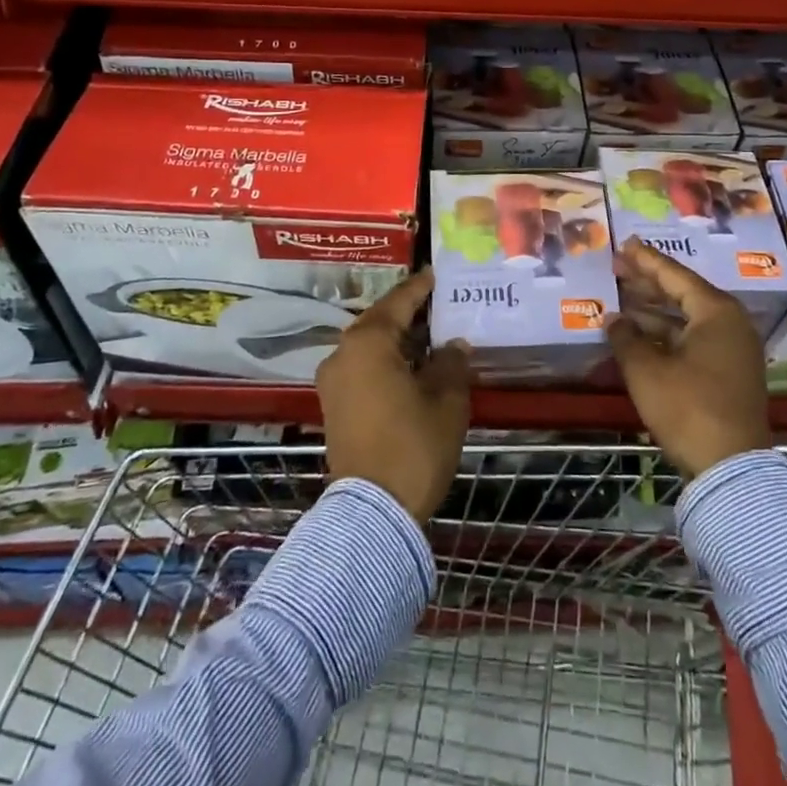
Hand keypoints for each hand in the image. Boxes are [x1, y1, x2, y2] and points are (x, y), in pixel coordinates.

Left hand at [315, 268, 469, 521]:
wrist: (372, 512)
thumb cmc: (413, 446)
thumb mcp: (446, 401)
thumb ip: (451, 363)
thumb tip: (453, 345)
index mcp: (368, 342)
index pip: (399, 301)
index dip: (421, 287)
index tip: (438, 274)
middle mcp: (342, 353)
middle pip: (379, 321)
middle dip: (409, 314)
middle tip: (440, 306)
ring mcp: (333, 382)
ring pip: (369, 346)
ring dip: (397, 341)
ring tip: (431, 337)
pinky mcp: (333, 407)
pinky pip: (362, 368)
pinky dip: (385, 362)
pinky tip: (412, 369)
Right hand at [605, 237, 771, 480]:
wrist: (731, 468)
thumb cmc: (688, 407)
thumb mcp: (646, 370)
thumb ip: (626, 337)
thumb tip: (613, 319)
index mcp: (716, 312)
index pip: (674, 275)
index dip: (646, 260)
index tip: (624, 245)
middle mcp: (731, 324)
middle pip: (683, 294)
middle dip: (648, 283)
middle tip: (618, 269)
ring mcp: (734, 350)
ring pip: (687, 320)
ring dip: (654, 312)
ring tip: (621, 302)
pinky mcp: (730, 374)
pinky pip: (694, 340)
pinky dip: (667, 335)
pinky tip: (640, 337)